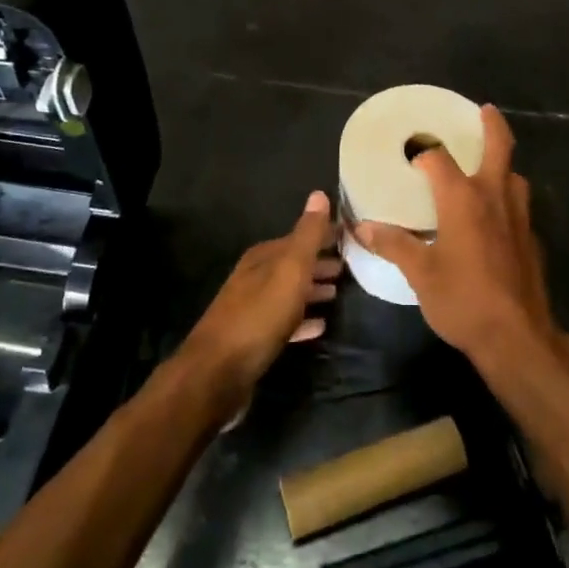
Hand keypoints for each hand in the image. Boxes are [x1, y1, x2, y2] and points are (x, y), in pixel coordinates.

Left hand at [184, 191, 341, 408]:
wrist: (217, 374)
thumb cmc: (259, 316)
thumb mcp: (290, 270)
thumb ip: (307, 235)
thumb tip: (319, 193)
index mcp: (263, 257)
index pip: (299, 237)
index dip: (324, 236)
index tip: (351, 237)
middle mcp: (254, 277)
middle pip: (293, 264)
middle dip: (320, 263)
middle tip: (350, 266)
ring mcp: (251, 308)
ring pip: (289, 292)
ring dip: (312, 290)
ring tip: (338, 293)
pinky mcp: (252, 338)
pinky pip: (285, 321)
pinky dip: (303, 319)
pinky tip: (320, 326)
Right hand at [358, 106, 568, 372]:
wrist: (517, 336)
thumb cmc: (463, 300)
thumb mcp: (420, 274)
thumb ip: (394, 245)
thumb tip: (364, 227)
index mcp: (463, 198)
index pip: (438, 158)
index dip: (424, 152)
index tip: (412, 154)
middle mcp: (495, 196)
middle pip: (500, 146)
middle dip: (492, 124)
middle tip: (485, 111)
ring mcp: (520, 216)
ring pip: (515, 175)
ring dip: (502, 164)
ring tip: (487, 167)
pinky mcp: (532, 238)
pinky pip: (520, 204)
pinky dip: (508, 197)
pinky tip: (496, 218)